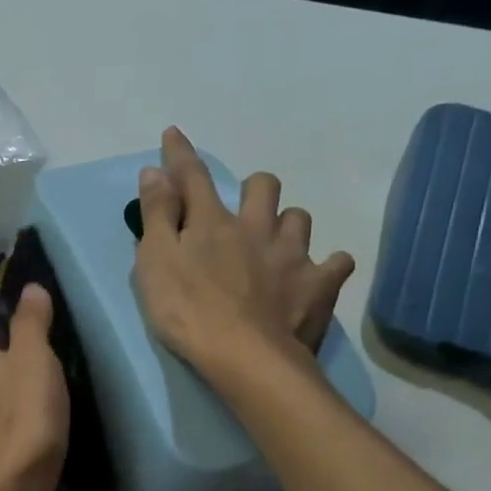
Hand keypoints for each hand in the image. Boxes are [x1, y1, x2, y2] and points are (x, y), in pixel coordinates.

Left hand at [0, 284, 69, 490]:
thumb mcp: (34, 362)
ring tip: (76, 394)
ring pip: (19, 399)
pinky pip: (26, 428)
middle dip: (37, 365)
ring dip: (39, 395)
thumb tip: (29, 286)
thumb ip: (32, 325)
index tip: (62, 331)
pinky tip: (61, 429)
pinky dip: (40, 423)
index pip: (9, 339)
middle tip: (77, 362)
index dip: (31, 333)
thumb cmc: (26, 421)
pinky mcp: (8, 455)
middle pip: (14, 370)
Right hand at [134, 125, 354, 373]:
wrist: (245, 356)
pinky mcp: (320, 285)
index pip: (193, 177)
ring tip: (277, 246)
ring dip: (287, 225)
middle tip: (243, 211)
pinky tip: (316, 277)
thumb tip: (155, 171)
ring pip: (300, 218)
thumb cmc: (188, 310)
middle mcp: (257, 227)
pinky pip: (336, 263)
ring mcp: (293, 255)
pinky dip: (327, 266)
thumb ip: (157, 215)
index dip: (180, 154)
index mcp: (212, 222)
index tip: (174, 135)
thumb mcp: (155, 262)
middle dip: (253, 189)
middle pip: (263, 186)